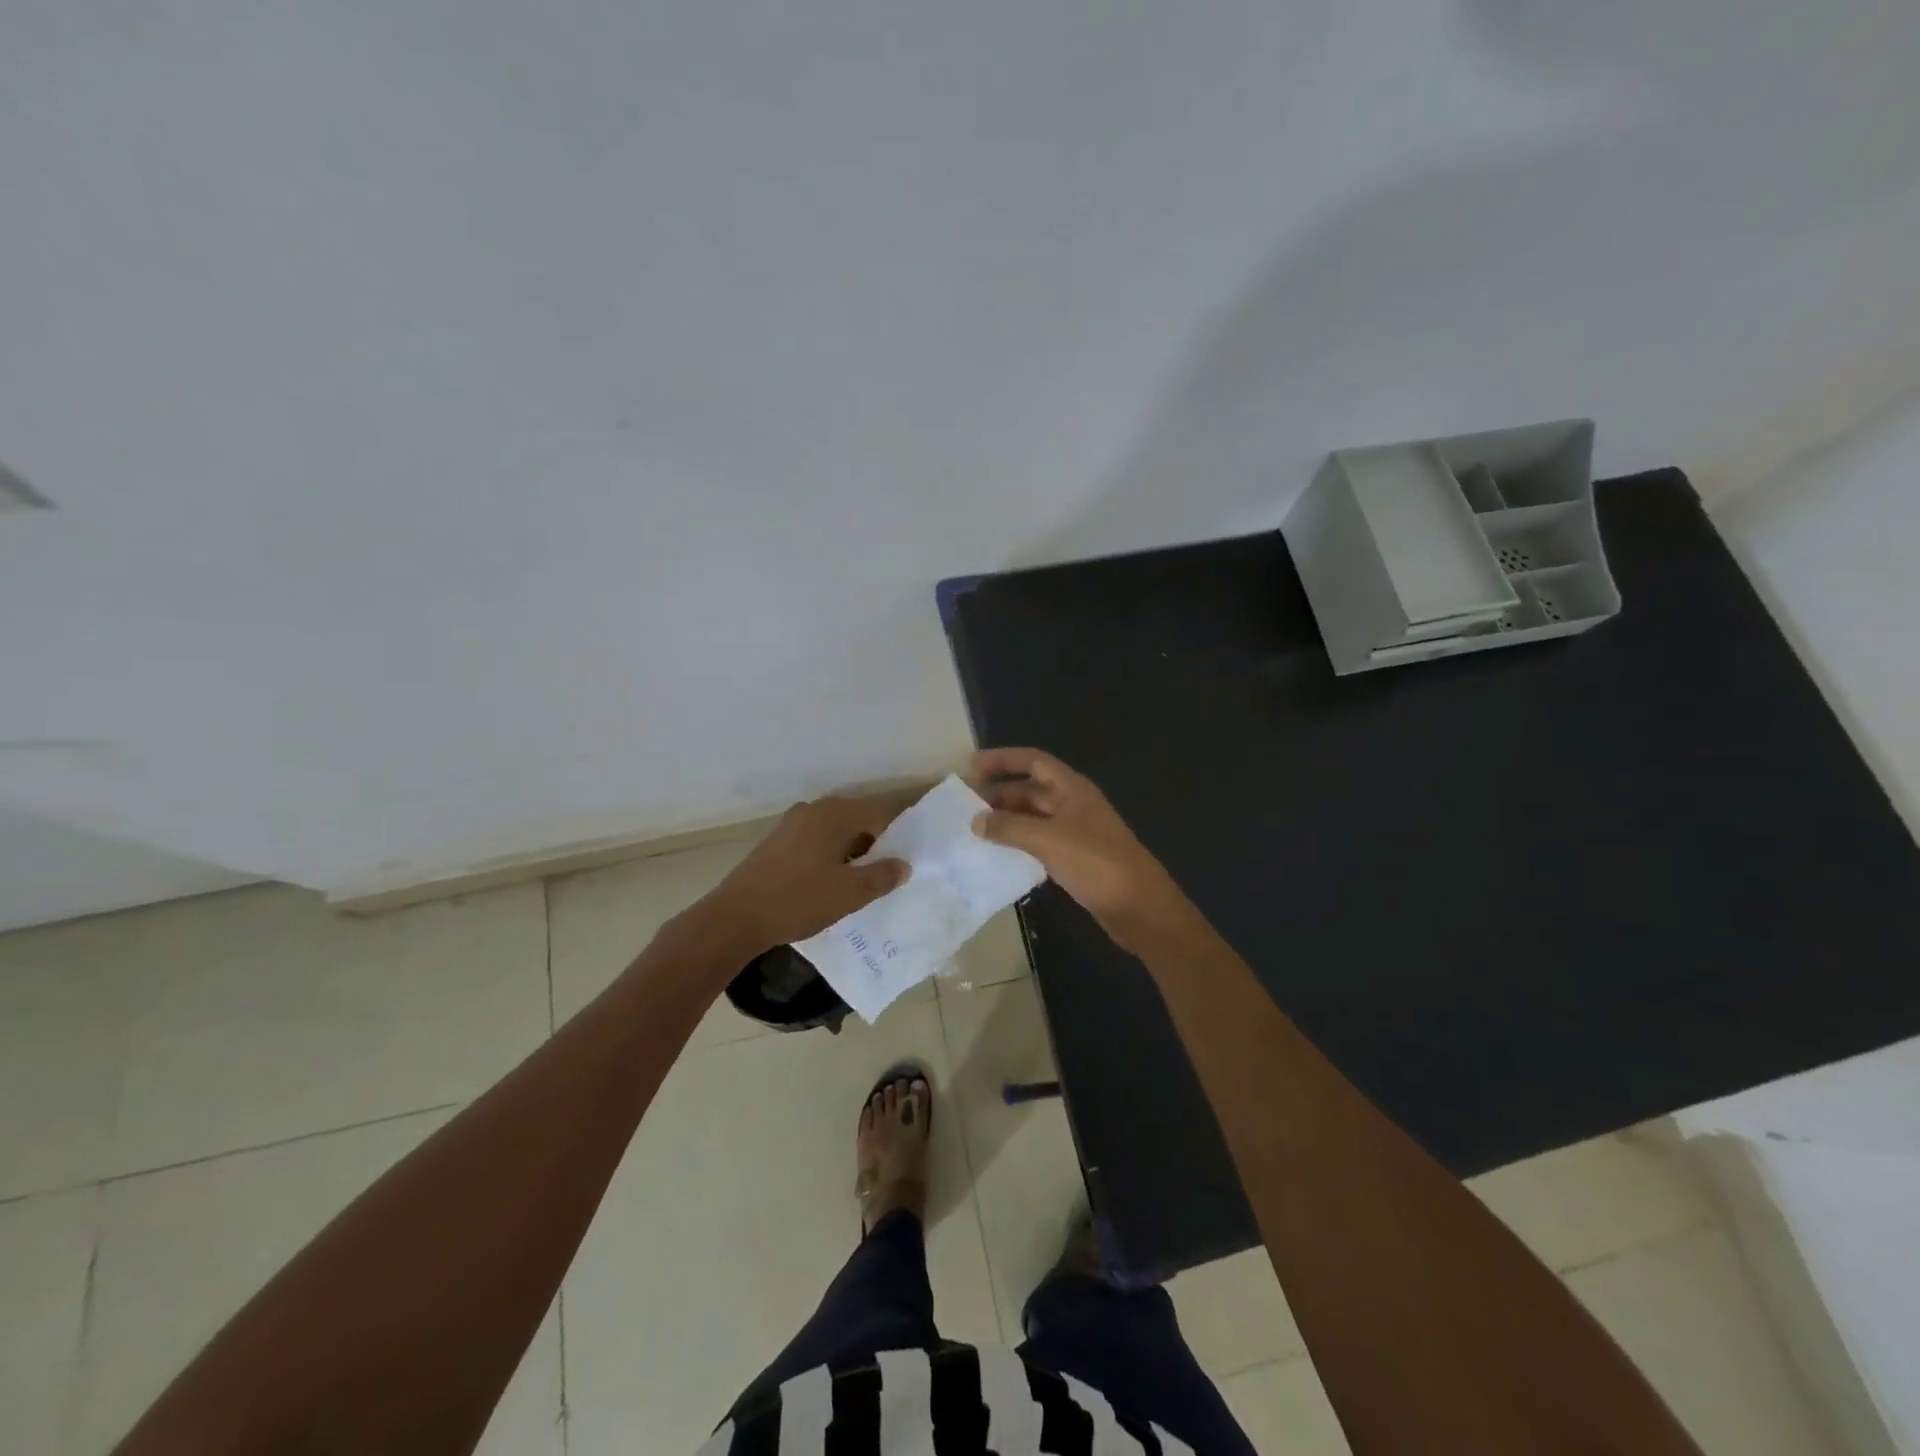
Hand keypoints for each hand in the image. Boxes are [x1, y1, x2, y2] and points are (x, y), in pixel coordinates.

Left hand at [687, 793, 911, 959]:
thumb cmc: (797, 900)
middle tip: (895, 869)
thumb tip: (904, 865)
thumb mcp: (848, 893)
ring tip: (868, 880)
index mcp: (834, 814)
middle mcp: (814, 810)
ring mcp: (793, 824)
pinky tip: (836, 881)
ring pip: (838, 831)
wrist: (734, 918)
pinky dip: (834, 854)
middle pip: (859, 818)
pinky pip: (818, 840)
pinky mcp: (779, 842)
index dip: (902, 829)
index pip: (881, 811)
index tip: (916, 850)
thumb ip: (882, 876)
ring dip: (855, 850)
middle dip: (879, 842)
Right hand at [969, 747, 1184, 947]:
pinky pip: (1039, 841)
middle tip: (964, 806)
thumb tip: (976, 821)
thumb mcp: (1047, 839)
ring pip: (1033, 817)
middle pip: (1031, 789)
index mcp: (1071, 788)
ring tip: (974, 829)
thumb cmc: (1095, 862)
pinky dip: (1018, 842)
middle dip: (998, 793)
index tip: (970, 768)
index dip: (1002, 760)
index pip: (1032, 761)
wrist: (1138, 906)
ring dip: (1006, 820)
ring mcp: (1075, 831)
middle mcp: (1073, 803)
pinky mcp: (1075, 857)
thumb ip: (1010, 827)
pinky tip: (998, 854)